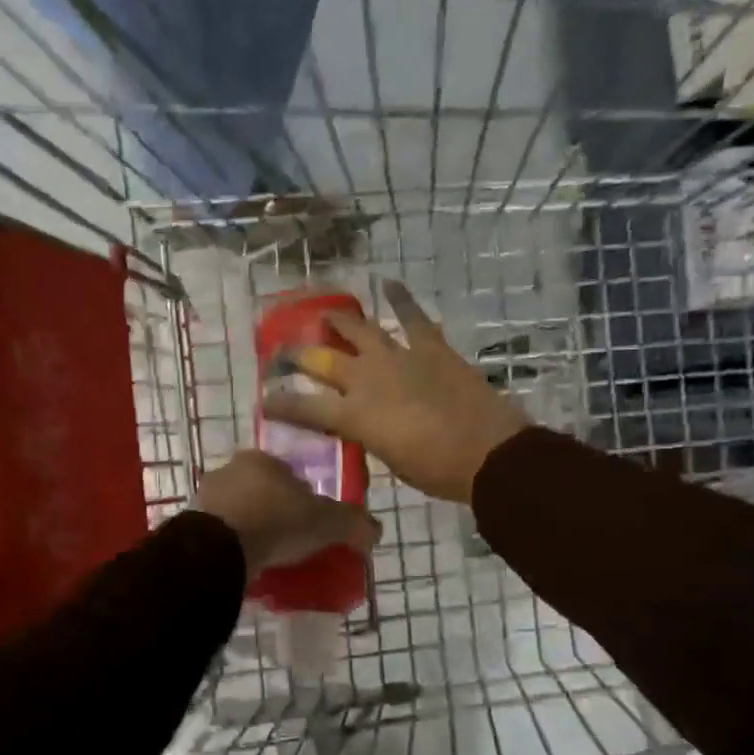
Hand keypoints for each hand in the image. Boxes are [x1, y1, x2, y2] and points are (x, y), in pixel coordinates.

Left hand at [194, 450, 380, 578]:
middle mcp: (230, 470)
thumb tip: (375, 531)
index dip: (305, 498)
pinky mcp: (190, 525)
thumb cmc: (276, 521)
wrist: (218, 549)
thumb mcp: (327, 522)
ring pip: (239, 512)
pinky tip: (245, 565)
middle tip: (292, 543)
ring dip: (253, 530)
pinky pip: (220, 535)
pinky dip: (233, 546)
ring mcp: (205, 497)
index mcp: (262, 459)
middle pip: (262, 492)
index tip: (313, 524)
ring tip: (269, 559)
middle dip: (276, 513)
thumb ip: (354, 523)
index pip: (291, 474)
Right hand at [261, 281, 528, 503]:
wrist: (489, 453)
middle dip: (299, 355)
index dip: (281, 404)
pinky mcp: (431, 347)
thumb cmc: (437, 471)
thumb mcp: (390, 461)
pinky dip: (401, 299)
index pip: (304, 408)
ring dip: (340, 321)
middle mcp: (367, 381)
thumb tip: (364, 427)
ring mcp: (399, 358)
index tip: (264, 399)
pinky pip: (412, 317)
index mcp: (354, 417)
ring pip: (360, 331)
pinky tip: (389, 283)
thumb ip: (369, 438)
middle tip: (284, 349)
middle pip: (324, 361)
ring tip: (326, 313)